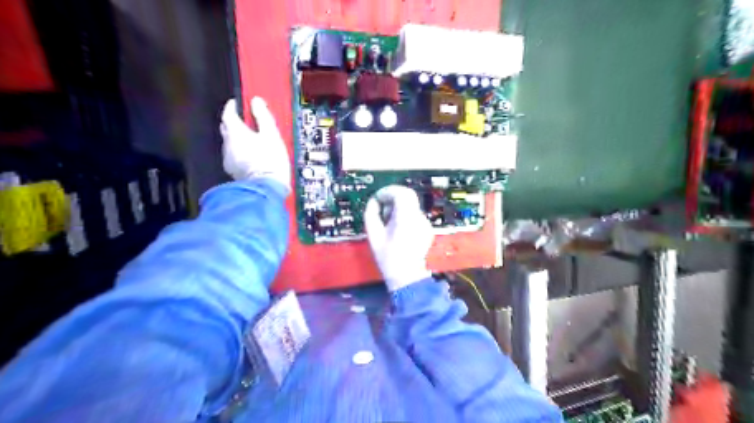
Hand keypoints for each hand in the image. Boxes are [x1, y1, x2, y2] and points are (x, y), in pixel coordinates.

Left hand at [220, 98, 289, 190]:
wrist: (266, 188)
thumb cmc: (270, 160)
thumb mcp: (271, 135)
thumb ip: (263, 116)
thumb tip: (256, 101)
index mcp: (235, 132)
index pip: (228, 113)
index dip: (232, 106)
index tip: (238, 103)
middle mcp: (227, 144)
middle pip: (226, 127)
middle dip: (234, 121)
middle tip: (246, 120)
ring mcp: (228, 158)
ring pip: (229, 142)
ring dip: (237, 138)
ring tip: (252, 139)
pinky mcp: (233, 171)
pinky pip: (233, 155)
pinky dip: (240, 151)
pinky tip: (250, 155)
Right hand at [365, 185, 436, 290]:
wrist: (406, 275)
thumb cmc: (388, 257)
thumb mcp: (373, 235)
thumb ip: (371, 214)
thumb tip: (374, 202)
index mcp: (406, 218)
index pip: (401, 193)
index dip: (388, 191)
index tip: (378, 198)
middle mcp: (419, 217)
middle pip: (408, 195)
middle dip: (392, 197)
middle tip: (382, 208)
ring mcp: (425, 223)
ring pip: (411, 204)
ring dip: (398, 206)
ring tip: (387, 222)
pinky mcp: (427, 228)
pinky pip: (415, 214)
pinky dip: (404, 215)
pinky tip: (397, 229)